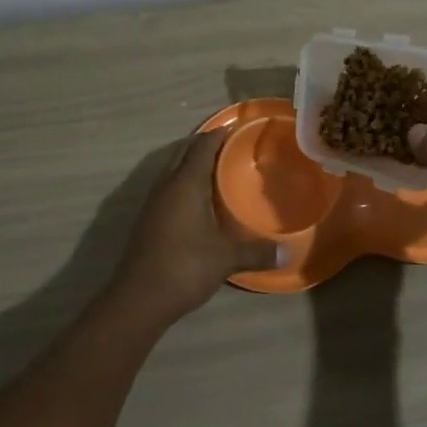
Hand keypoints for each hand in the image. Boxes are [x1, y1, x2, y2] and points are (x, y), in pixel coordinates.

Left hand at [109, 129, 280, 323]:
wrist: (138, 298)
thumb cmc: (185, 267)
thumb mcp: (226, 258)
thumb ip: (257, 251)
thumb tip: (288, 252)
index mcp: (186, 182)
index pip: (203, 145)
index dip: (220, 133)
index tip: (238, 127)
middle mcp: (167, 184)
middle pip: (185, 151)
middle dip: (205, 143)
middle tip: (232, 145)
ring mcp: (153, 202)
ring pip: (173, 169)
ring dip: (192, 162)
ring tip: (218, 168)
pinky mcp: (148, 219)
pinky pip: (168, 187)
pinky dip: (184, 182)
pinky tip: (200, 200)